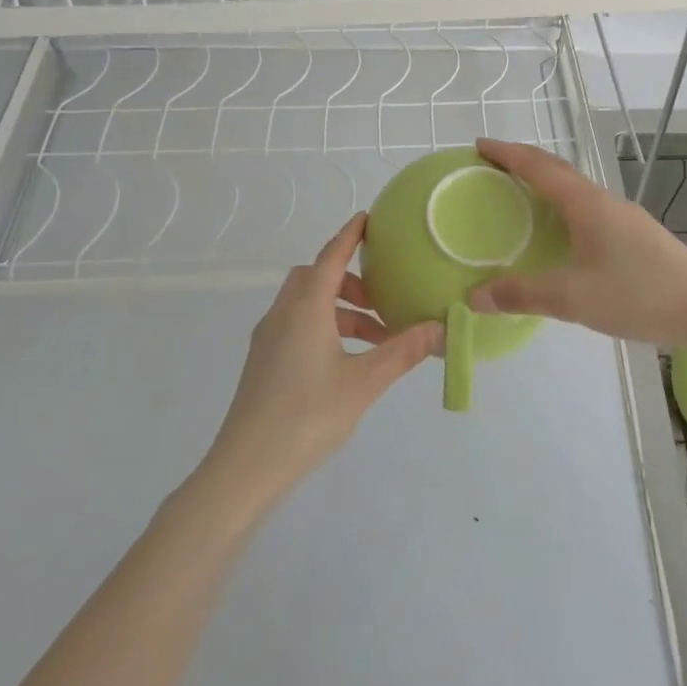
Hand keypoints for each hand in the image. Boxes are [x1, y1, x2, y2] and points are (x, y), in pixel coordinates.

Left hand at [202, 213, 439, 510]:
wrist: (246, 467)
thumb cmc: (307, 416)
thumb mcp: (364, 383)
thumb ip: (403, 351)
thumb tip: (440, 327)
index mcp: (305, 309)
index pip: (330, 257)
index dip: (349, 236)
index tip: (366, 218)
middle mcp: (283, 314)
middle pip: (315, 278)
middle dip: (348, 279)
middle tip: (381, 297)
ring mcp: (268, 339)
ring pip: (306, 304)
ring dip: (340, 309)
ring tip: (377, 337)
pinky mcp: (263, 362)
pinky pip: (297, 325)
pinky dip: (325, 326)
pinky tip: (347, 359)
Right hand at [468, 138, 686, 346]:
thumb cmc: (638, 294)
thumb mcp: (574, 298)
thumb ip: (522, 294)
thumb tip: (473, 297)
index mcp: (587, 204)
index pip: (539, 167)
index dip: (507, 153)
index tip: (479, 144)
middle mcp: (604, 201)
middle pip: (557, 170)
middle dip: (523, 163)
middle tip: (492, 166)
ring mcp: (623, 216)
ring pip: (575, 190)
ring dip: (545, 184)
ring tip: (519, 195)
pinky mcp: (635, 235)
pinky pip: (588, 208)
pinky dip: (562, 207)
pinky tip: (560, 233)